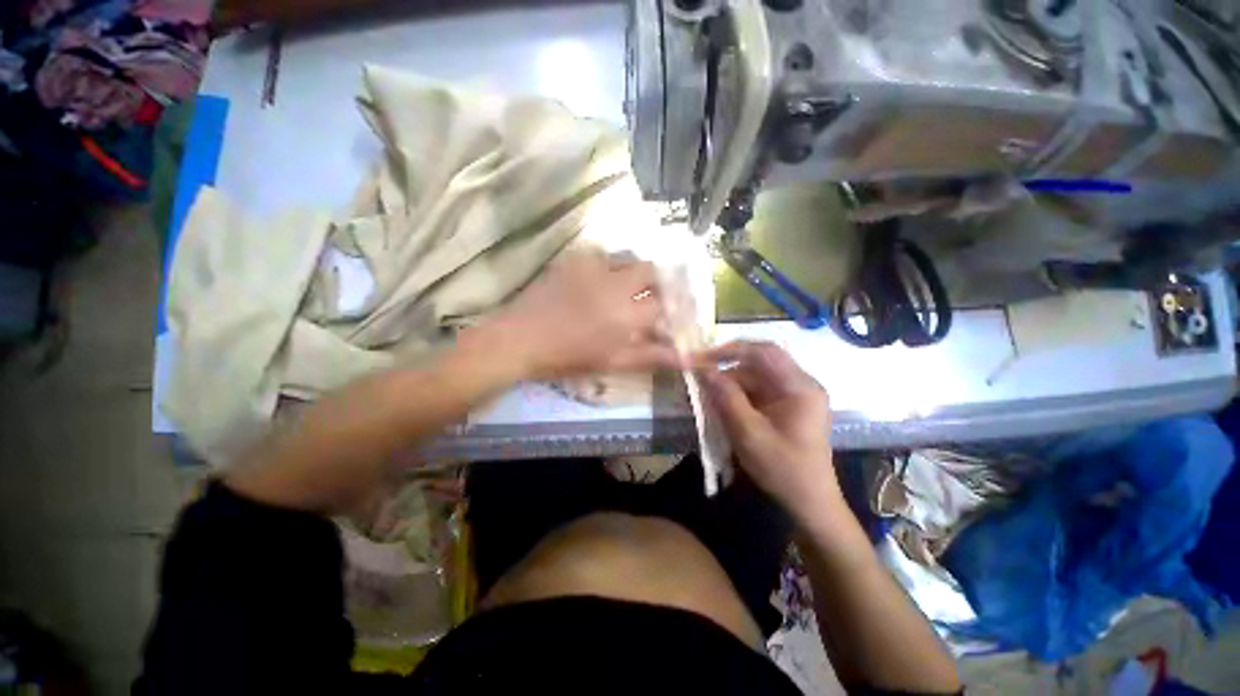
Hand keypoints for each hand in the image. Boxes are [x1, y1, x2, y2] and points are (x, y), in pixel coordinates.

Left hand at [488, 249, 680, 380]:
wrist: (522, 338)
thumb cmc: (569, 357)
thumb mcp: (613, 362)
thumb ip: (650, 356)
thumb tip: (684, 358)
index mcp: (627, 314)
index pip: (662, 304)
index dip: (666, 308)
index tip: (661, 315)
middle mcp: (615, 284)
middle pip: (650, 269)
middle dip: (654, 282)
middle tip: (645, 296)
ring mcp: (593, 267)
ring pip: (626, 257)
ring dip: (630, 270)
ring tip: (621, 287)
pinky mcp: (573, 258)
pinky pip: (599, 252)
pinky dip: (605, 263)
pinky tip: (596, 279)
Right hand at [696, 341, 838, 519]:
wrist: (808, 504)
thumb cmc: (783, 470)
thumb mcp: (749, 434)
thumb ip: (726, 398)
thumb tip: (703, 369)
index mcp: (800, 387)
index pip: (764, 351)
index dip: (731, 350)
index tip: (702, 358)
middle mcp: (799, 384)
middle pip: (757, 365)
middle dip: (726, 371)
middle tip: (699, 381)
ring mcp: (792, 395)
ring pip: (753, 378)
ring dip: (728, 386)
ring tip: (706, 399)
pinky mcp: (784, 406)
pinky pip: (755, 392)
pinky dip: (735, 397)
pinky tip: (720, 408)